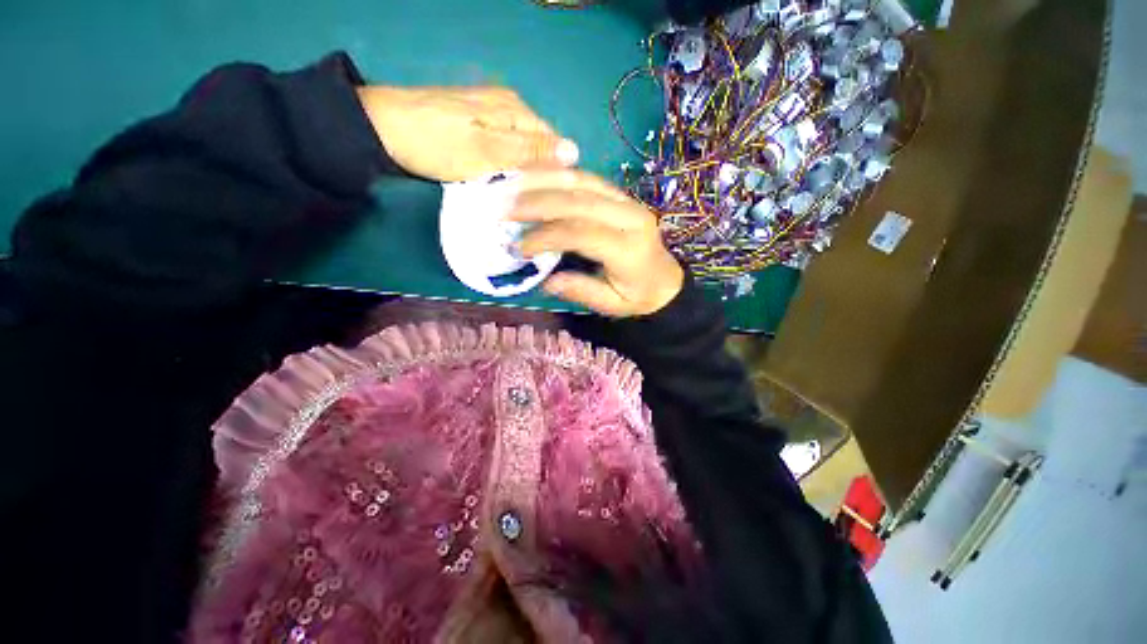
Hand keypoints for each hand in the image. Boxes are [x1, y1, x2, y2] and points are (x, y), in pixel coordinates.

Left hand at [356, 86, 578, 181]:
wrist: (383, 128)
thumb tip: (574, 152)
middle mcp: (510, 108)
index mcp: (517, 111)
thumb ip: (530, 152)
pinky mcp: (479, 125)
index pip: (556, 145)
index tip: (550, 200)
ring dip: (523, 172)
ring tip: (518, 195)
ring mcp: (493, 115)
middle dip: (539, 174)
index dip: (556, 173)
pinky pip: (507, 149)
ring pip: (523, 150)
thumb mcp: (487, 152)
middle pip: (540, 147)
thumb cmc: (437, 144)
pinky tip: (501, 181)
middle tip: (531, 202)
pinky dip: (507, 166)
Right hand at [510, 169, 684, 316]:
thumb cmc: (637, 296)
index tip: (519, 246)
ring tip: (513, 187)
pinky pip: (587, 178)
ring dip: (545, 182)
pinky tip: (535, 176)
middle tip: (506, 210)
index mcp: (629, 249)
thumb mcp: (611, 305)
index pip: (582, 233)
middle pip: (580, 201)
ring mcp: (628, 201)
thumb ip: (581, 291)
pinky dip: (559, 175)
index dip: (547, 236)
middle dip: (539, 203)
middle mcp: (631, 217)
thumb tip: (546, 281)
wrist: (664, 280)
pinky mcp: (621, 195)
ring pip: (583, 182)